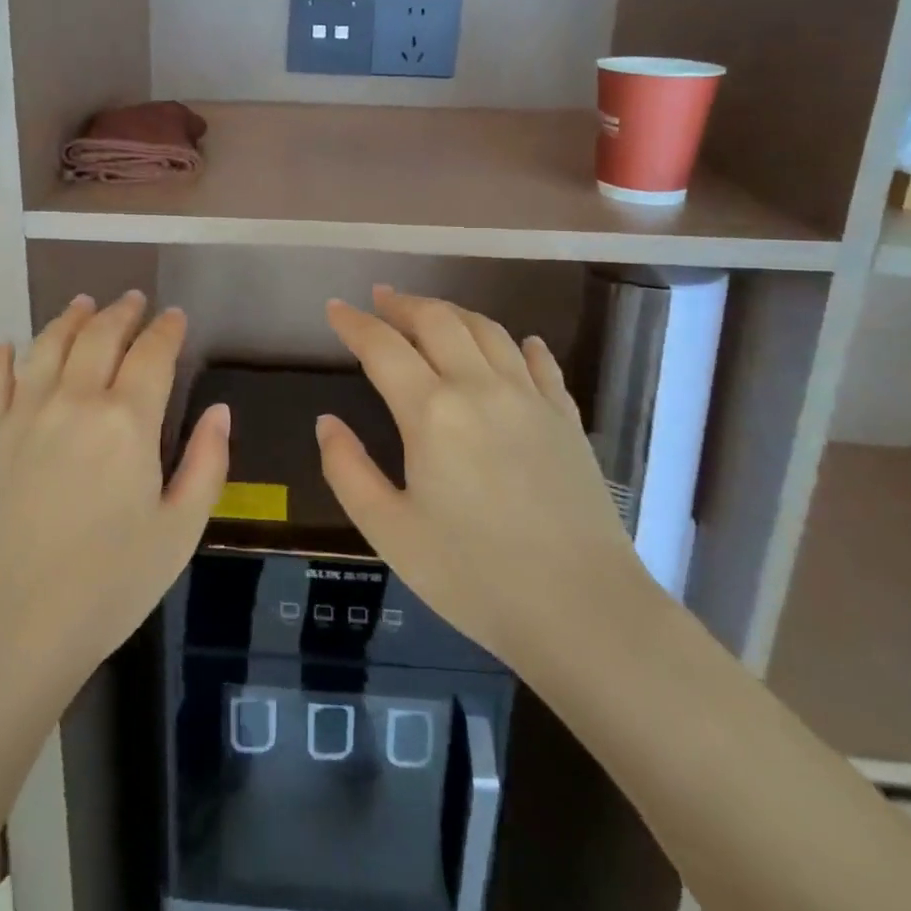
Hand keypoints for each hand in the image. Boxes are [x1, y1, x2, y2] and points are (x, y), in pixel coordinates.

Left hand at [0, 291, 229, 690]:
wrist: (8, 630)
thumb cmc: (107, 585)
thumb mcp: (178, 532)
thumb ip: (207, 464)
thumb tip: (219, 410)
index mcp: (127, 420)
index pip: (153, 352)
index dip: (167, 329)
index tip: (175, 316)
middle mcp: (74, 400)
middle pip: (99, 335)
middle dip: (121, 312)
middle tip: (133, 300)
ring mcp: (23, 414)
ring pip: (48, 345)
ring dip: (69, 318)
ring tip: (82, 304)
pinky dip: (3, 356)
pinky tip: (9, 346)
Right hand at [318, 286, 651, 670]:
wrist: (584, 611)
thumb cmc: (474, 576)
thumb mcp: (390, 532)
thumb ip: (347, 470)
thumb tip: (326, 422)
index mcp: (431, 411)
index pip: (382, 346)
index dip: (354, 323)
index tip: (335, 308)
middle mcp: (479, 387)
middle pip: (437, 320)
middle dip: (403, 304)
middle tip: (381, 298)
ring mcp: (530, 398)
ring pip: (488, 330)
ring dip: (453, 312)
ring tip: (432, 312)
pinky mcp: (566, 418)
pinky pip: (540, 362)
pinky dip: (520, 343)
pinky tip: (518, 343)